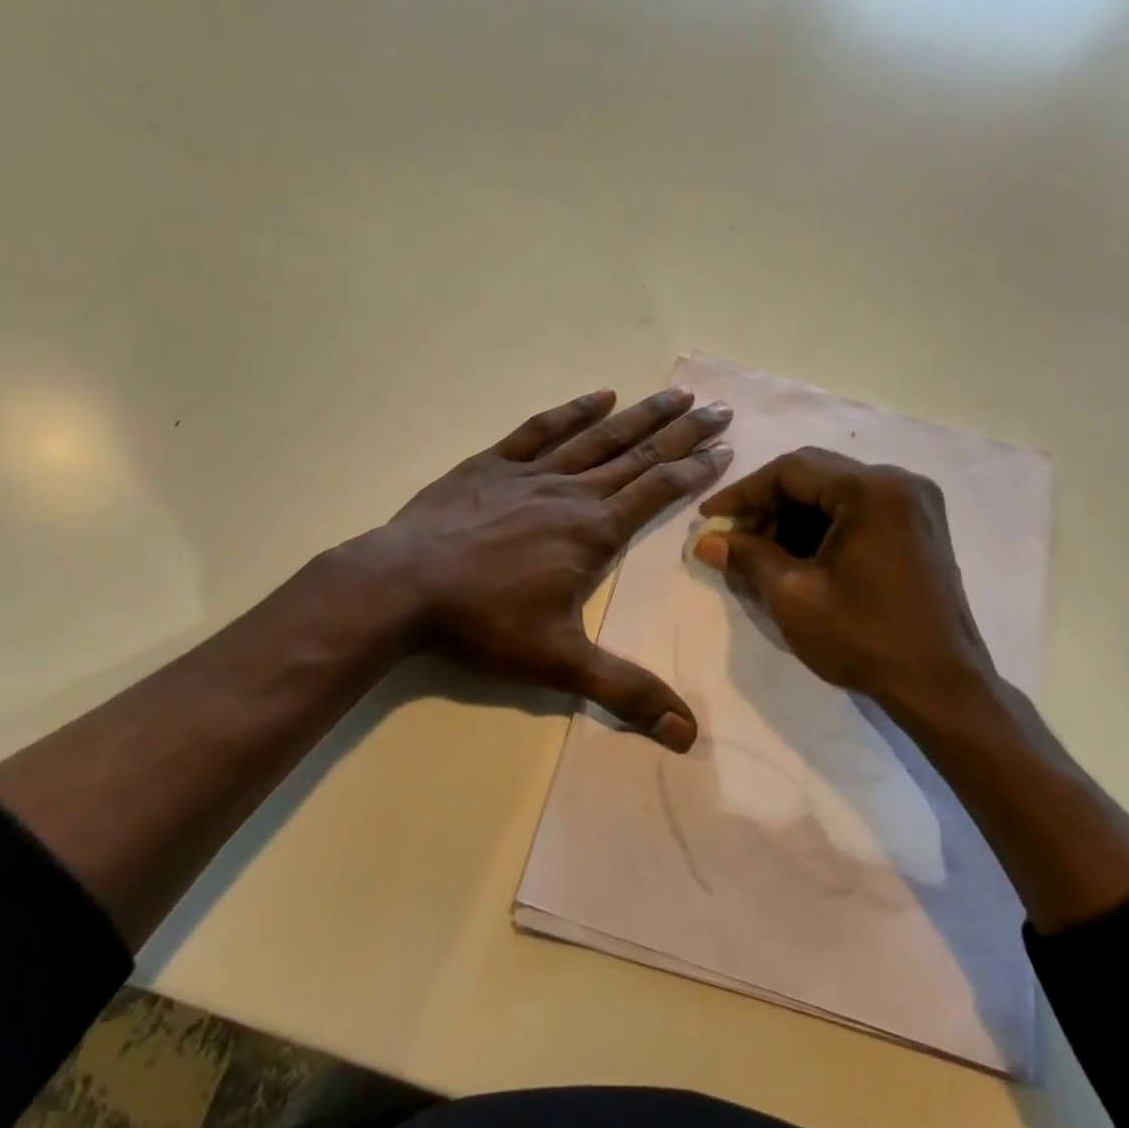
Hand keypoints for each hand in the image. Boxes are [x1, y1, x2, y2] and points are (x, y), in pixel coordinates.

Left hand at [356, 386, 733, 750]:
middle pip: (638, 455)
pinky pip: (541, 428)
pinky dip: (573, 411)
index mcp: (593, 532)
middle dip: (683, 432)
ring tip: (676, 393)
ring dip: (640, 414)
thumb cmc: (483, 622)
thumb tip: (688, 734)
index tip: (726, 448)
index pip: (657, 492)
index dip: (696, 470)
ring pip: (598, 436)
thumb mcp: (559, 664)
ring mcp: (531, 472)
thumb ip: (625, 692)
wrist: (402, 587)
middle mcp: (571, 493)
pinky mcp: (493, 464)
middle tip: (720, 407)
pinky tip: (599, 396)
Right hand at [692, 447, 1001, 729]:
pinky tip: (796, 555)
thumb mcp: (793, 596)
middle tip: (731, 536)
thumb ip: (747, 557)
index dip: (743, 492)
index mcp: (871, 490)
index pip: (791, 470)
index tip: (708, 517)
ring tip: (759, 551)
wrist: (941, 686)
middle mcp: (898, 481)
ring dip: (793, 515)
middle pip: (814, 474)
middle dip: (767, 504)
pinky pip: (857, 508)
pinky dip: (822, 525)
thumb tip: (705, 541)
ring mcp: (914, 502)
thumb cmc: (865, 639)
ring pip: (834, 491)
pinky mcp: (918, 524)